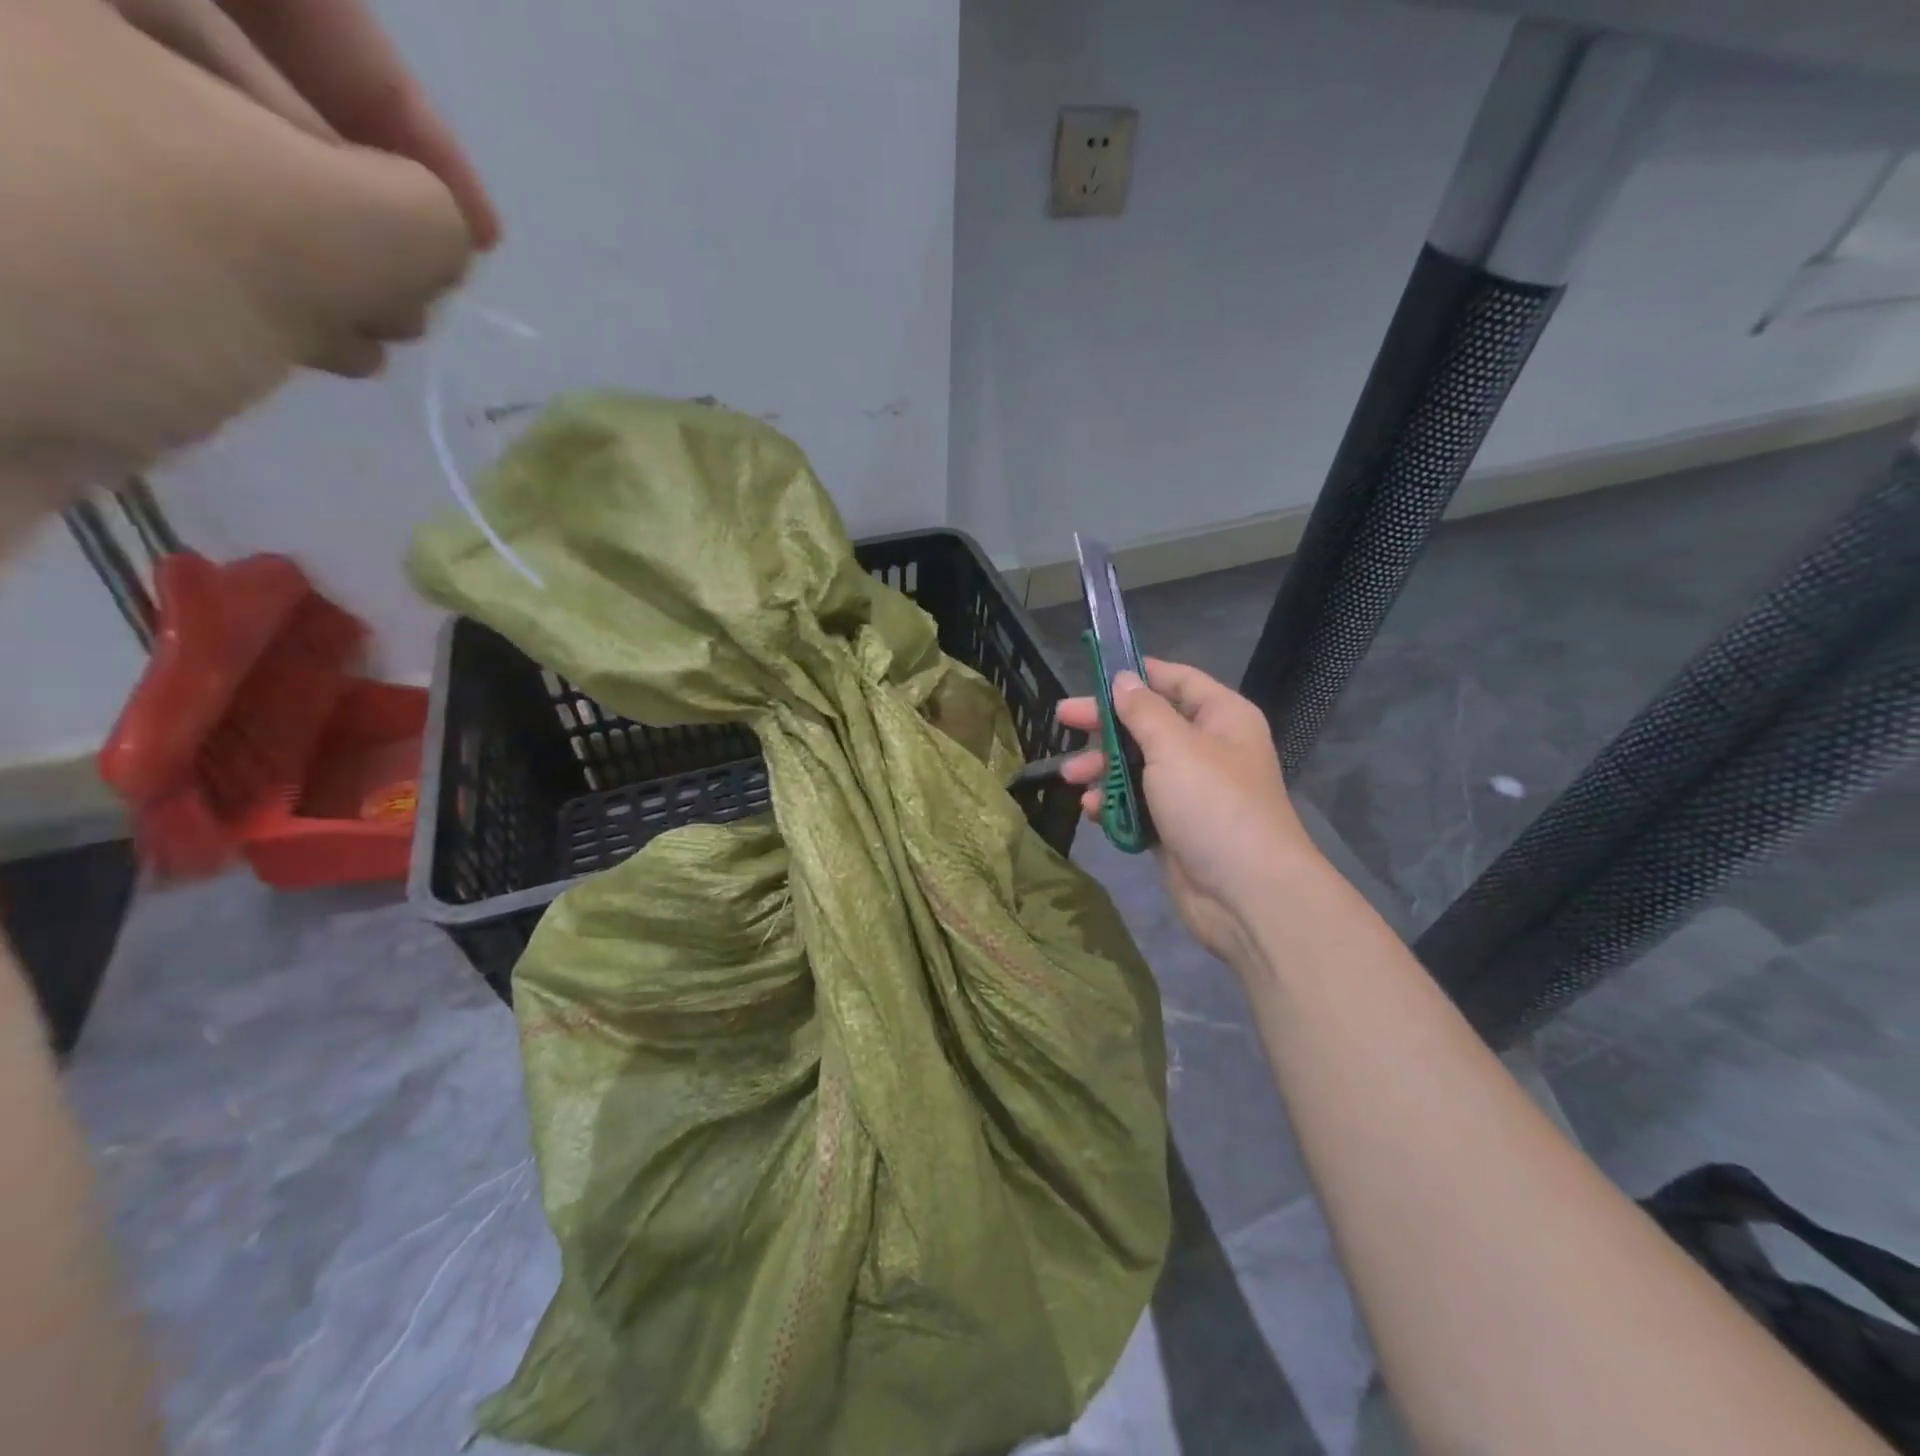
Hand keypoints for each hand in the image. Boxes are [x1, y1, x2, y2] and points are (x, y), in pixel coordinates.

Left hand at [0, 0, 489, 525]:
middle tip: (408, 304)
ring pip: (177, 143)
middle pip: (219, 62)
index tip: (475, 231)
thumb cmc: (61, 256)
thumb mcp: (303, 225)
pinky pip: (119, 200)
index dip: (399, 106)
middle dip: (347, 200)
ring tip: (364, 343)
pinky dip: (222, 273)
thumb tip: (434, 231)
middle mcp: (1, 5)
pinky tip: (290, 348)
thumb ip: (419, 215)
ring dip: (301, 253)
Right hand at [1058, 659, 1316, 965]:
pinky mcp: (1174, 826)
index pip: (1177, 680)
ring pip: (1137, 765)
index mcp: (1221, 718)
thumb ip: (1143, 710)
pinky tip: (1091, 808)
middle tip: (1063, 719)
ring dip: (1102, 768)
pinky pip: (1137, 803)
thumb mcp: (1175, 746)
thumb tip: (1124, 679)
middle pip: (1148, 723)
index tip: (1094, 673)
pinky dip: (1113, 802)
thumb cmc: (1213, 804)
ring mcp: (1190, 790)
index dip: (1137, 674)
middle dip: (1105, 724)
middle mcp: (1207, 748)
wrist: (1245, 894)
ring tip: (1070, 776)